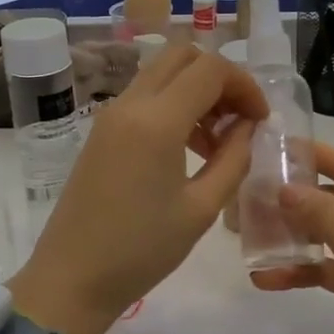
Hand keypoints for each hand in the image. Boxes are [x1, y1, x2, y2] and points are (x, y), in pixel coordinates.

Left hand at [9, 44, 267, 333]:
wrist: (72, 278)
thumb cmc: (142, 250)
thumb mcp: (201, 209)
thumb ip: (233, 159)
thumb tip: (248, 127)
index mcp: (157, 121)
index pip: (210, 69)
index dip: (245, 85)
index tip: (261, 120)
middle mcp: (130, 105)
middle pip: (182, 55)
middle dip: (220, 78)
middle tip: (239, 119)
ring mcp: (110, 115)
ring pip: (162, 73)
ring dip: (196, 90)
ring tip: (217, 140)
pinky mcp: (101, 131)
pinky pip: (144, 97)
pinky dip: (173, 104)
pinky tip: (187, 147)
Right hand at [252, 142, 333, 333]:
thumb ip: (329, 219)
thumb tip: (287, 186)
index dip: (311, 154)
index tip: (268, 149)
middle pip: (333, 197)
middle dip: (292, 198)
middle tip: (247, 199)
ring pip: (327, 233)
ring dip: (292, 236)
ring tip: (250, 238)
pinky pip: (330, 267)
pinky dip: (304, 270)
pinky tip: (269, 279)